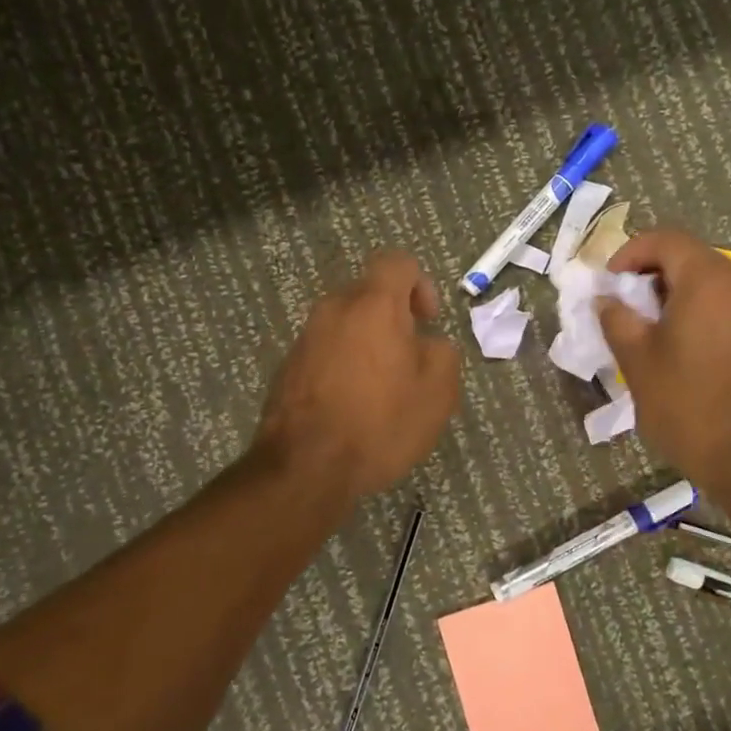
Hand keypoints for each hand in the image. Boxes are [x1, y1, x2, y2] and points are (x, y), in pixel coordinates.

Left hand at [256, 251, 460, 498]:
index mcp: (373, 304)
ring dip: (368, 344)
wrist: (305, 467)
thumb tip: (427, 344)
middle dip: (394, 318)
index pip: (397, 263)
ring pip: (346, 325)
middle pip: (369, 294)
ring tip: (383, 390)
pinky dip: (344, 366)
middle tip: (410, 360)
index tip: (428, 322)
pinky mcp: (287, 368)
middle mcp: (334, 309)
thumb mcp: (438, 391)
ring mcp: (305, 338)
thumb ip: (443, 353)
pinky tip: (353, 407)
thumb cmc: (380, 422)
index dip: (420, 284)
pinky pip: (326, 351)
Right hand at [598, 230, 730, 492]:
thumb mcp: (637, 358)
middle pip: (688, 256)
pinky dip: (694, 309)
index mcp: (707, 279)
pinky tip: (675, 343)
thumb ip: (616, 318)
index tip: (608, 282)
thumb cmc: (686, 402)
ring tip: (645, 325)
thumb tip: (607, 300)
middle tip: (622, 303)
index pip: (666, 240)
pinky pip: (723, 303)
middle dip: (649, 272)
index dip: (630, 253)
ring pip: (707, 280)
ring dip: (671, 292)